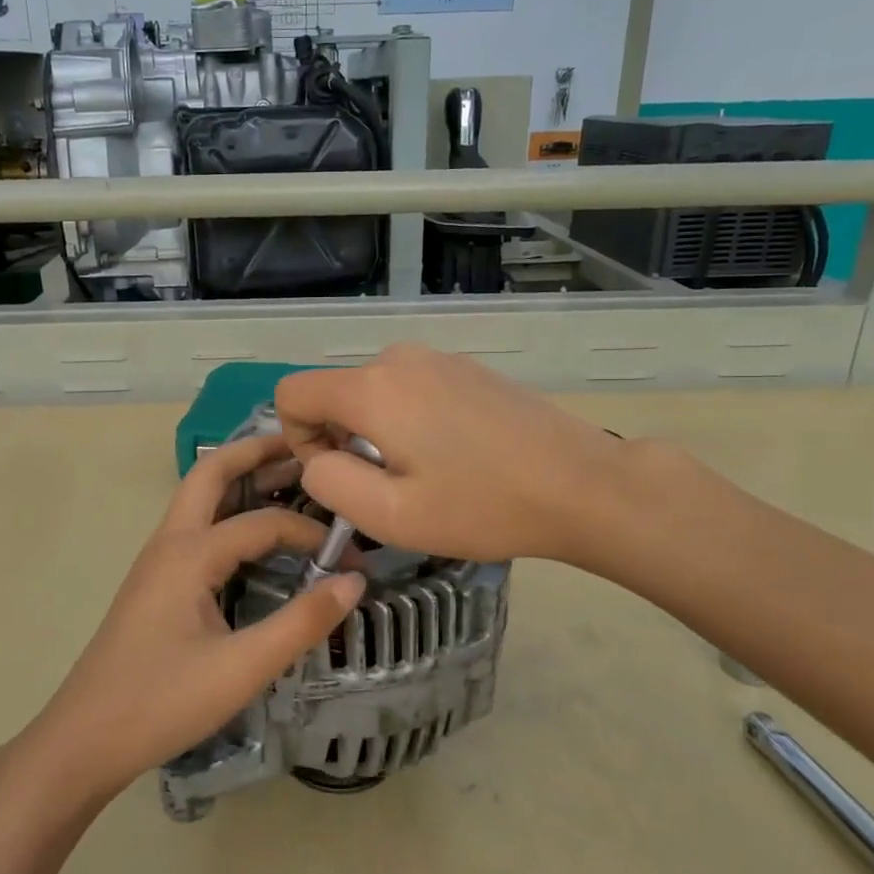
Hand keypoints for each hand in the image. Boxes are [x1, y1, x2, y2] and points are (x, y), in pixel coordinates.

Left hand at [21, 433, 362, 805]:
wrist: (84, 739)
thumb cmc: (162, 702)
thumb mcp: (241, 669)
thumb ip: (301, 623)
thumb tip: (354, 581)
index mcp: (189, 554)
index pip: (262, 523)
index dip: (309, 533)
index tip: (350, 555)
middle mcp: (169, 542)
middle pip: (211, 473)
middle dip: (255, 452)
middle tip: (302, 445)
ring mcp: (156, 559)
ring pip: (198, 497)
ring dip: (238, 478)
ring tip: (284, 475)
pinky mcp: (154, 580)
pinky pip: (194, 525)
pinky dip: (226, 510)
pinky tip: (250, 534)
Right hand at [275, 343, 653, 571]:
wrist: (581, 484)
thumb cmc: (481, 506)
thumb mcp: (390, 515)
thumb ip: (329, 482)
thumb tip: (317, 459)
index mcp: (371, 388)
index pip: (292, 393)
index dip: (297, 439)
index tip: (339, 475)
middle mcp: (398, 359)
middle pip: (334, 393)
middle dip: (341, 439)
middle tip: (389, 487)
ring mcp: (437, 358)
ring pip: (373, 393)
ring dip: (377, 433)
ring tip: (425, 474)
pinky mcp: (466, 369)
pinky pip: (410, 389)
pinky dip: (409, 420)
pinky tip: (455, 456)